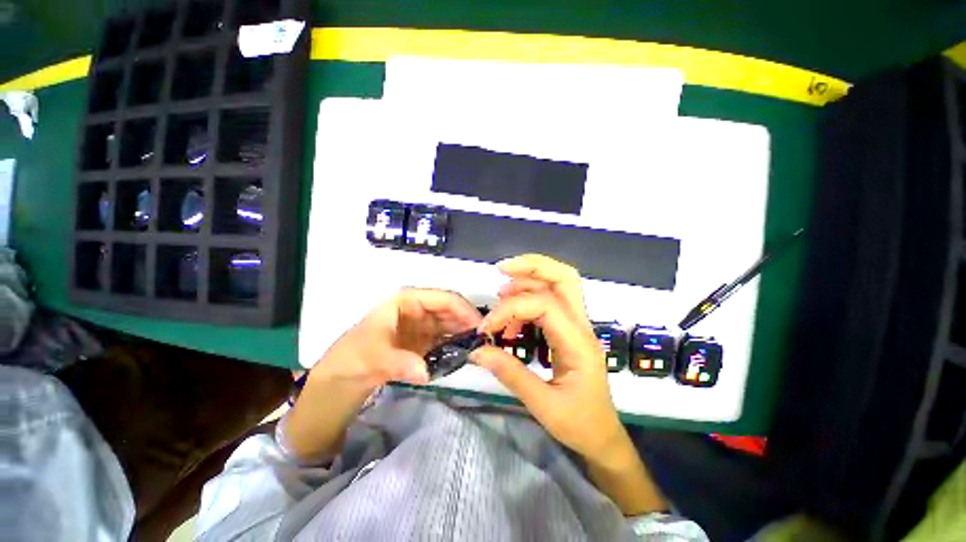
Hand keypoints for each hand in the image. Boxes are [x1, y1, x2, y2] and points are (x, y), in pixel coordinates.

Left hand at [286, 289, 481, 462]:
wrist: (341, 378)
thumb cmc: (354, 357)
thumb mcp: (373, 358)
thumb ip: (400, 364)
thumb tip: (426, 373)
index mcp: (408, 301)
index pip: (443, 298)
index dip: (463, 309)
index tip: (480, 326)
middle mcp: (419, 309)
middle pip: (451, 310)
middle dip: (468, 322)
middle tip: (485, 340)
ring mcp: (422, 326)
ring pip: (451, 324)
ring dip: (464, 334)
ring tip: (480, 347)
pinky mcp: (424, 342)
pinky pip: (446, 339)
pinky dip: (456, 345)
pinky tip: (466, 354)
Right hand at [472, 254, 625, 458]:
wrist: (603, 437)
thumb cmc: (579, 424)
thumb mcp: (543, 405)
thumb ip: (510, 374)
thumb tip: (477, 350)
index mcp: (578, 343)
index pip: (544, 305)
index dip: (510, 310)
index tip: (486, 329)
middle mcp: (581, 326)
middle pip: (564, 277)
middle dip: (533, 266)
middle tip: (503, 269)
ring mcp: (577, 326)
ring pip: (559, 284)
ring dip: (529, 280)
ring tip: (501, 294)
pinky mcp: (569, 330)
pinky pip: (551, 301)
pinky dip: (529, 300)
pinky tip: (512, 321)